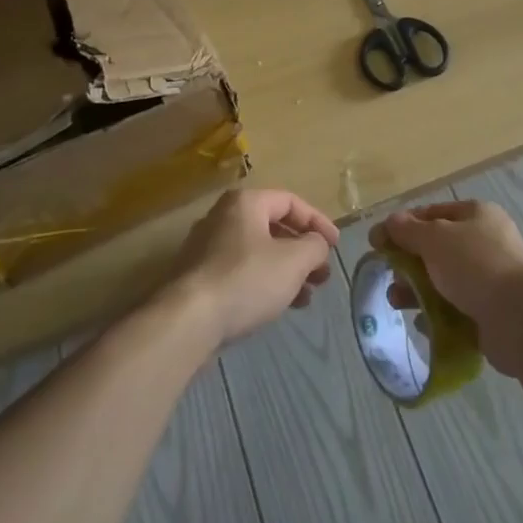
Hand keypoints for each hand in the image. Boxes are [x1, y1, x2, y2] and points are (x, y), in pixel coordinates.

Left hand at [170, 188, 338, 345]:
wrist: (187, 321)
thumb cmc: (246, 280)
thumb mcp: (293, 260)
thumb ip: (314, 246)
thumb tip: (317, 244)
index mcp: (245, 202)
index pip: (291, 202)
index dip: (318, 222)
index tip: (334, 247)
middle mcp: (223, 217)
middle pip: (273, 227)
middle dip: (302, 252)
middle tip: (321, 275)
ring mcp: (207, 247)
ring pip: (258, 252)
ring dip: (286, 271)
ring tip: (305, 297)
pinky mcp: (198, 277)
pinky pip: (240, 271)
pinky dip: (264, 283)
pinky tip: (277, 306)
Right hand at [372, 200, 522, 373]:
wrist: (519, 319)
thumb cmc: (475, 266)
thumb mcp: (434, 239)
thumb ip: (408, 230)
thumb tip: (388, 222)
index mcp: (477, 214)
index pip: (432, 213)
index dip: (403, 225)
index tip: (377, 242)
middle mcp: (486, 241)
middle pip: (437, 248)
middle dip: (409, 262)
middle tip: (389, 277)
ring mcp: (490, 278)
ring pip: (444, 280)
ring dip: (418, 290)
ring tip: (398, 302)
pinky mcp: (491, 311)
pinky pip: (456, 308)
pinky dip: (437, 314)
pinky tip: (422, 324)